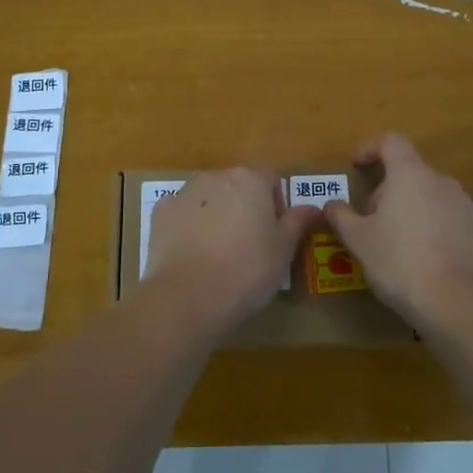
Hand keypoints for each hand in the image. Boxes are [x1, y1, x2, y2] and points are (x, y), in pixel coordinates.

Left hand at [144, 167, 319, 324]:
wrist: (188, 296)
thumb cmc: (247, 270)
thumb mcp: (283, 250)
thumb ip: (298, 222)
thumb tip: (313, 207)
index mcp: (249, 180)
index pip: (271, 177)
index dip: (277, 202)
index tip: (275, 232)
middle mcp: (215, 177)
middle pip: (237, 185)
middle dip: (244, 207)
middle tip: (249, 245)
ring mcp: (183, 193)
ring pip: (208, 198)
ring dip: (216, 214)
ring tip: (218, 253)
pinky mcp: (160, 213)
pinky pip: (181, 213)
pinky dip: (188, 226)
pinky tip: (192, 255)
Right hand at [323, 134, 472, 328]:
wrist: (456, 301)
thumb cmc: (398, 261)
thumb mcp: (358, 240)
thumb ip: (341, 216)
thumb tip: (331, 204)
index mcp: (410, 174)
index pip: (391, 141)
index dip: (370, 148)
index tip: (356, 167)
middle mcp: (440, 180)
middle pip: (409, 170)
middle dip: (386, 187)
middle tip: (369, 218)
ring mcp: (463, 203)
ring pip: (429, 193)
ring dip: (409, 205)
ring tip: (395, 238)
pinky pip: (447, 214)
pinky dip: (430, 223)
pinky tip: (422, 253)